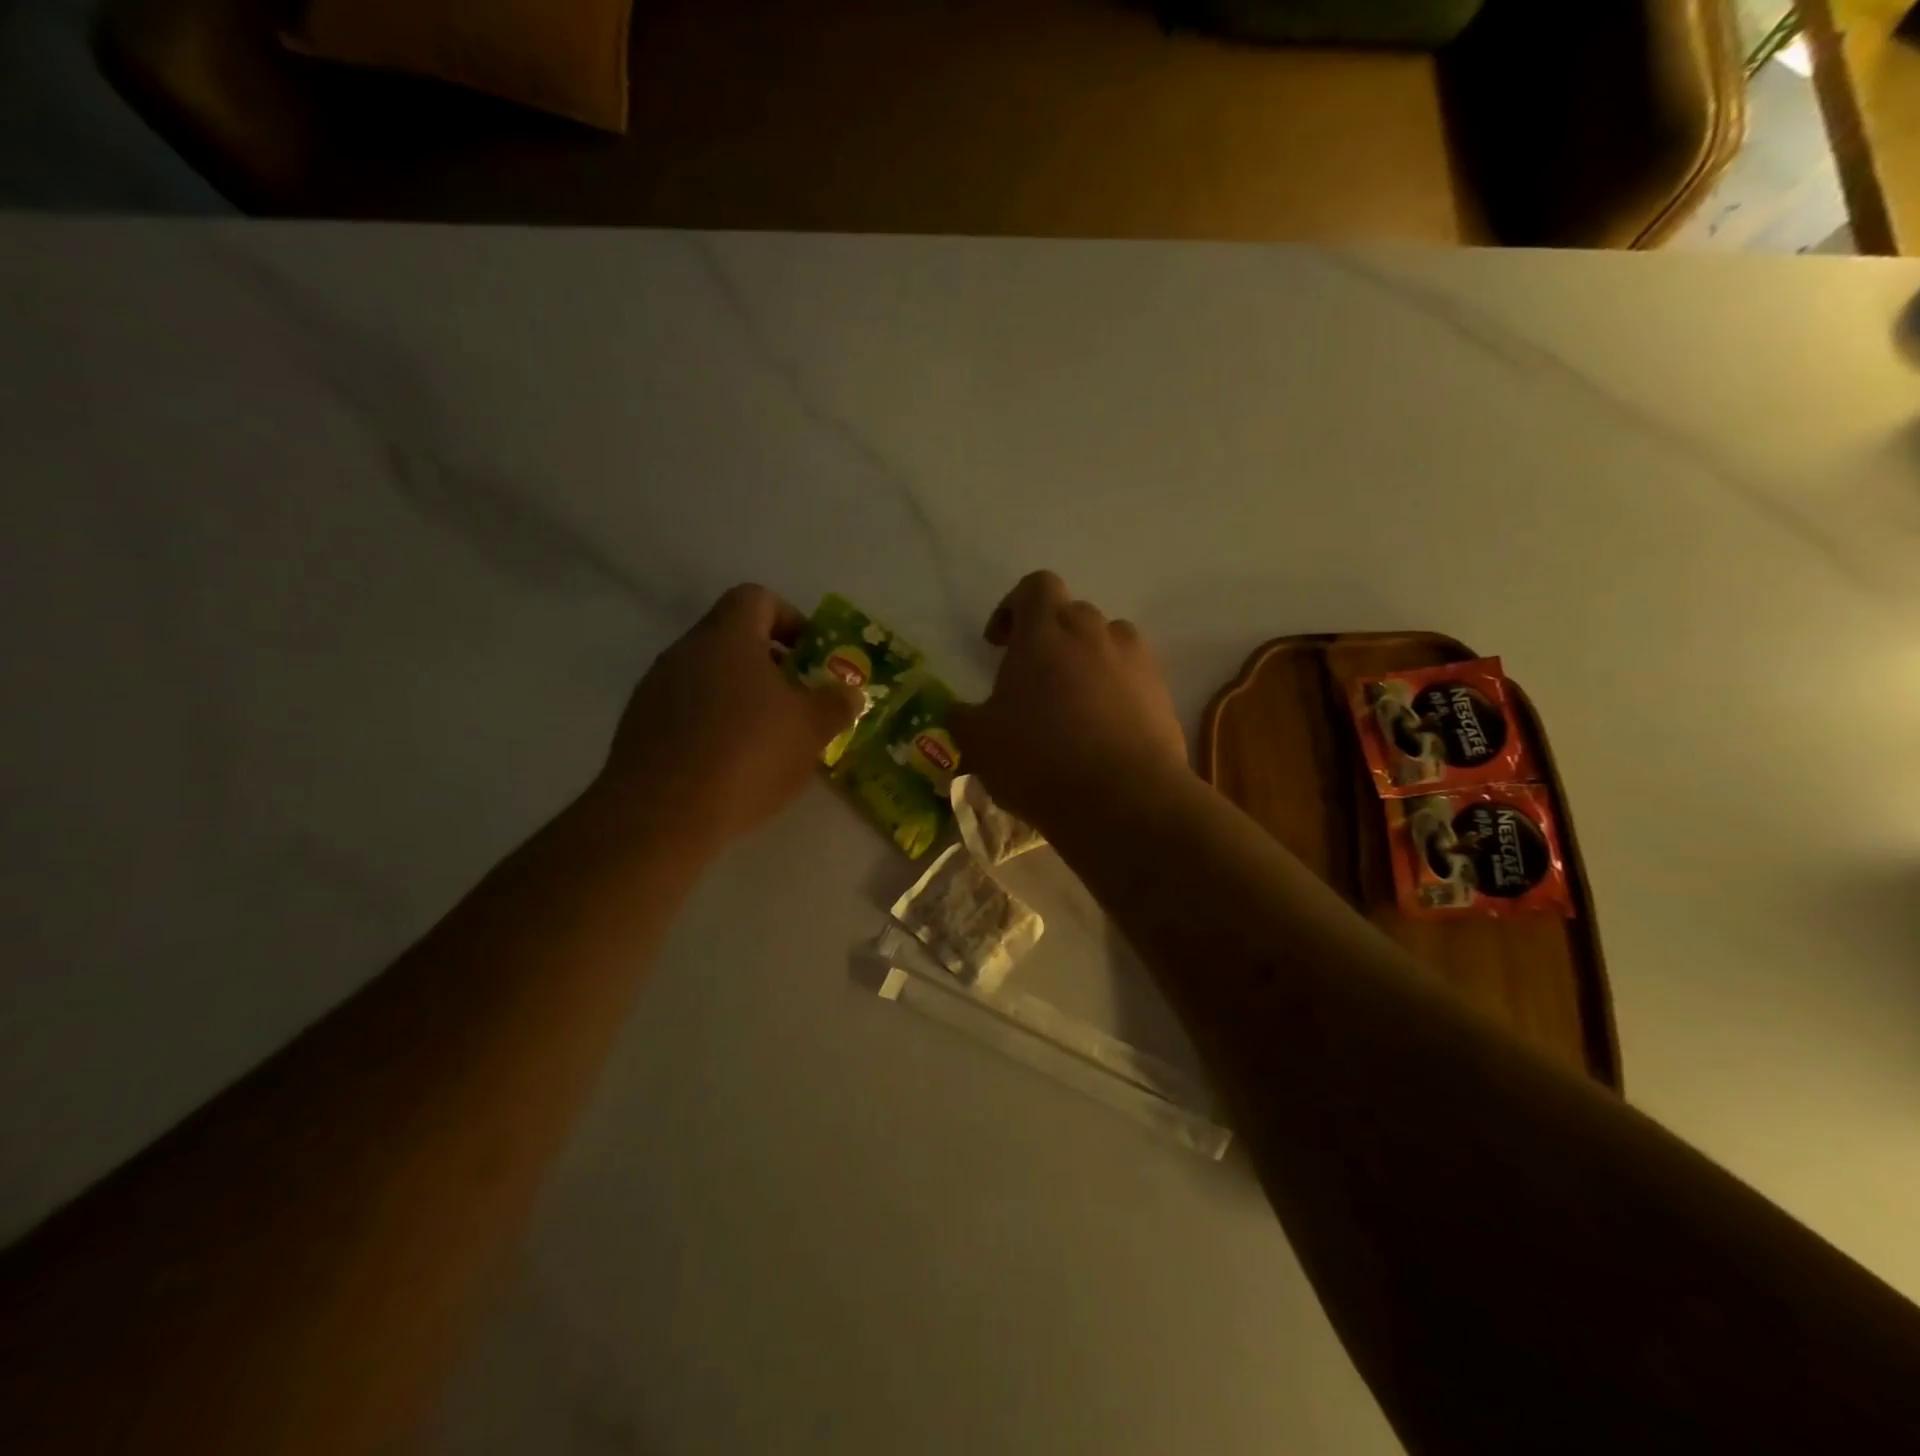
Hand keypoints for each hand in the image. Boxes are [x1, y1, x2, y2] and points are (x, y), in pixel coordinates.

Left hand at [596, 585, 861, 848]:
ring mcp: (655, 688)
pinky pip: (686, 711)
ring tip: (767, 739)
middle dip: (770, 665)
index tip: (810, 656)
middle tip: (798, 701)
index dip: (790, 619)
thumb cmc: (747, 755)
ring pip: (708, 677)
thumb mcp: (812, 729)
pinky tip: (730, 765)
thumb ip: (836, 703)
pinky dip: (712, 725)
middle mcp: (685, 651)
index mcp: (727, 637)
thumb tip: (849, 692)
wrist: (661, 813)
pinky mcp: (639, 726)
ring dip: (740, 697)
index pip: (757, 598)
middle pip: (732, 639)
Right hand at [951, 571, 1189, 833]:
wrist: (1123, 800)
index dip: (1014, 607)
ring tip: (1073, 702)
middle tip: (1033, 679)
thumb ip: (963, 717)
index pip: (1035, 587)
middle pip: (1072, 613)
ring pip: (1108, 642)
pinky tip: (1103, 730)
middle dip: (1050, 637)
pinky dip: (1116, 690)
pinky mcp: (1162, 694)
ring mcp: (1135, 662)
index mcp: (1044, 633)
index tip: (1000, 644)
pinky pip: (1134, 676)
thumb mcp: (979, 743)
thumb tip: (961, 710)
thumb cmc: (1039, 761)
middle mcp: (1093, 634)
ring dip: (1087, 660)